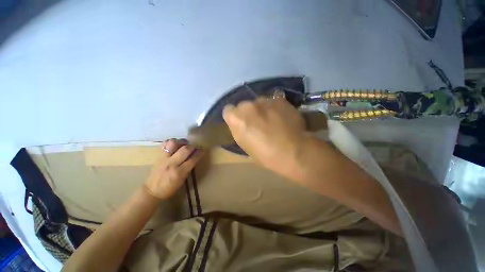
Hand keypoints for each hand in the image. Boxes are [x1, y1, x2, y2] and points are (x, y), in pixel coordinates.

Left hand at [144, 139, 203, 198]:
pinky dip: (171, 142)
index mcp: (179, 172)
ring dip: (181, 142)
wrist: (152, 191)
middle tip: (194, 147)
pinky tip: (175, 145)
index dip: (200, 153)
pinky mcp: (158, 155)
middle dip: (192, 146)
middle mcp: (171, 163)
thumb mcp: (183, 180)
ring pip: (173, 143)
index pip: (193, 159)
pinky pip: (164, 144)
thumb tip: (195, 157)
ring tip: (184, 144)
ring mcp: (163, 158)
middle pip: (185, 149)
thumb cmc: (170, 188)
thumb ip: (189, 167)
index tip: (203, 150)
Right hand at [222, 97, 306, 177]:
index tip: (242, 123)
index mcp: (236, 118)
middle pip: (244, 105)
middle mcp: (247, 105)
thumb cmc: (265, 155)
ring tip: (274, 120)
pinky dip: (276, 107)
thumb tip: (243, 123)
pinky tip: (283, 117)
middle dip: (249, 113)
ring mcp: (264, 100)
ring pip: (259, 102)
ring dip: (263, 110)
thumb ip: (240, 130)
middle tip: (259, 123)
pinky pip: (273, 101)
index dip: (235, 117)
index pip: (228, 110)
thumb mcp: (245, 145)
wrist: (293, 151)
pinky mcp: (279, 99)